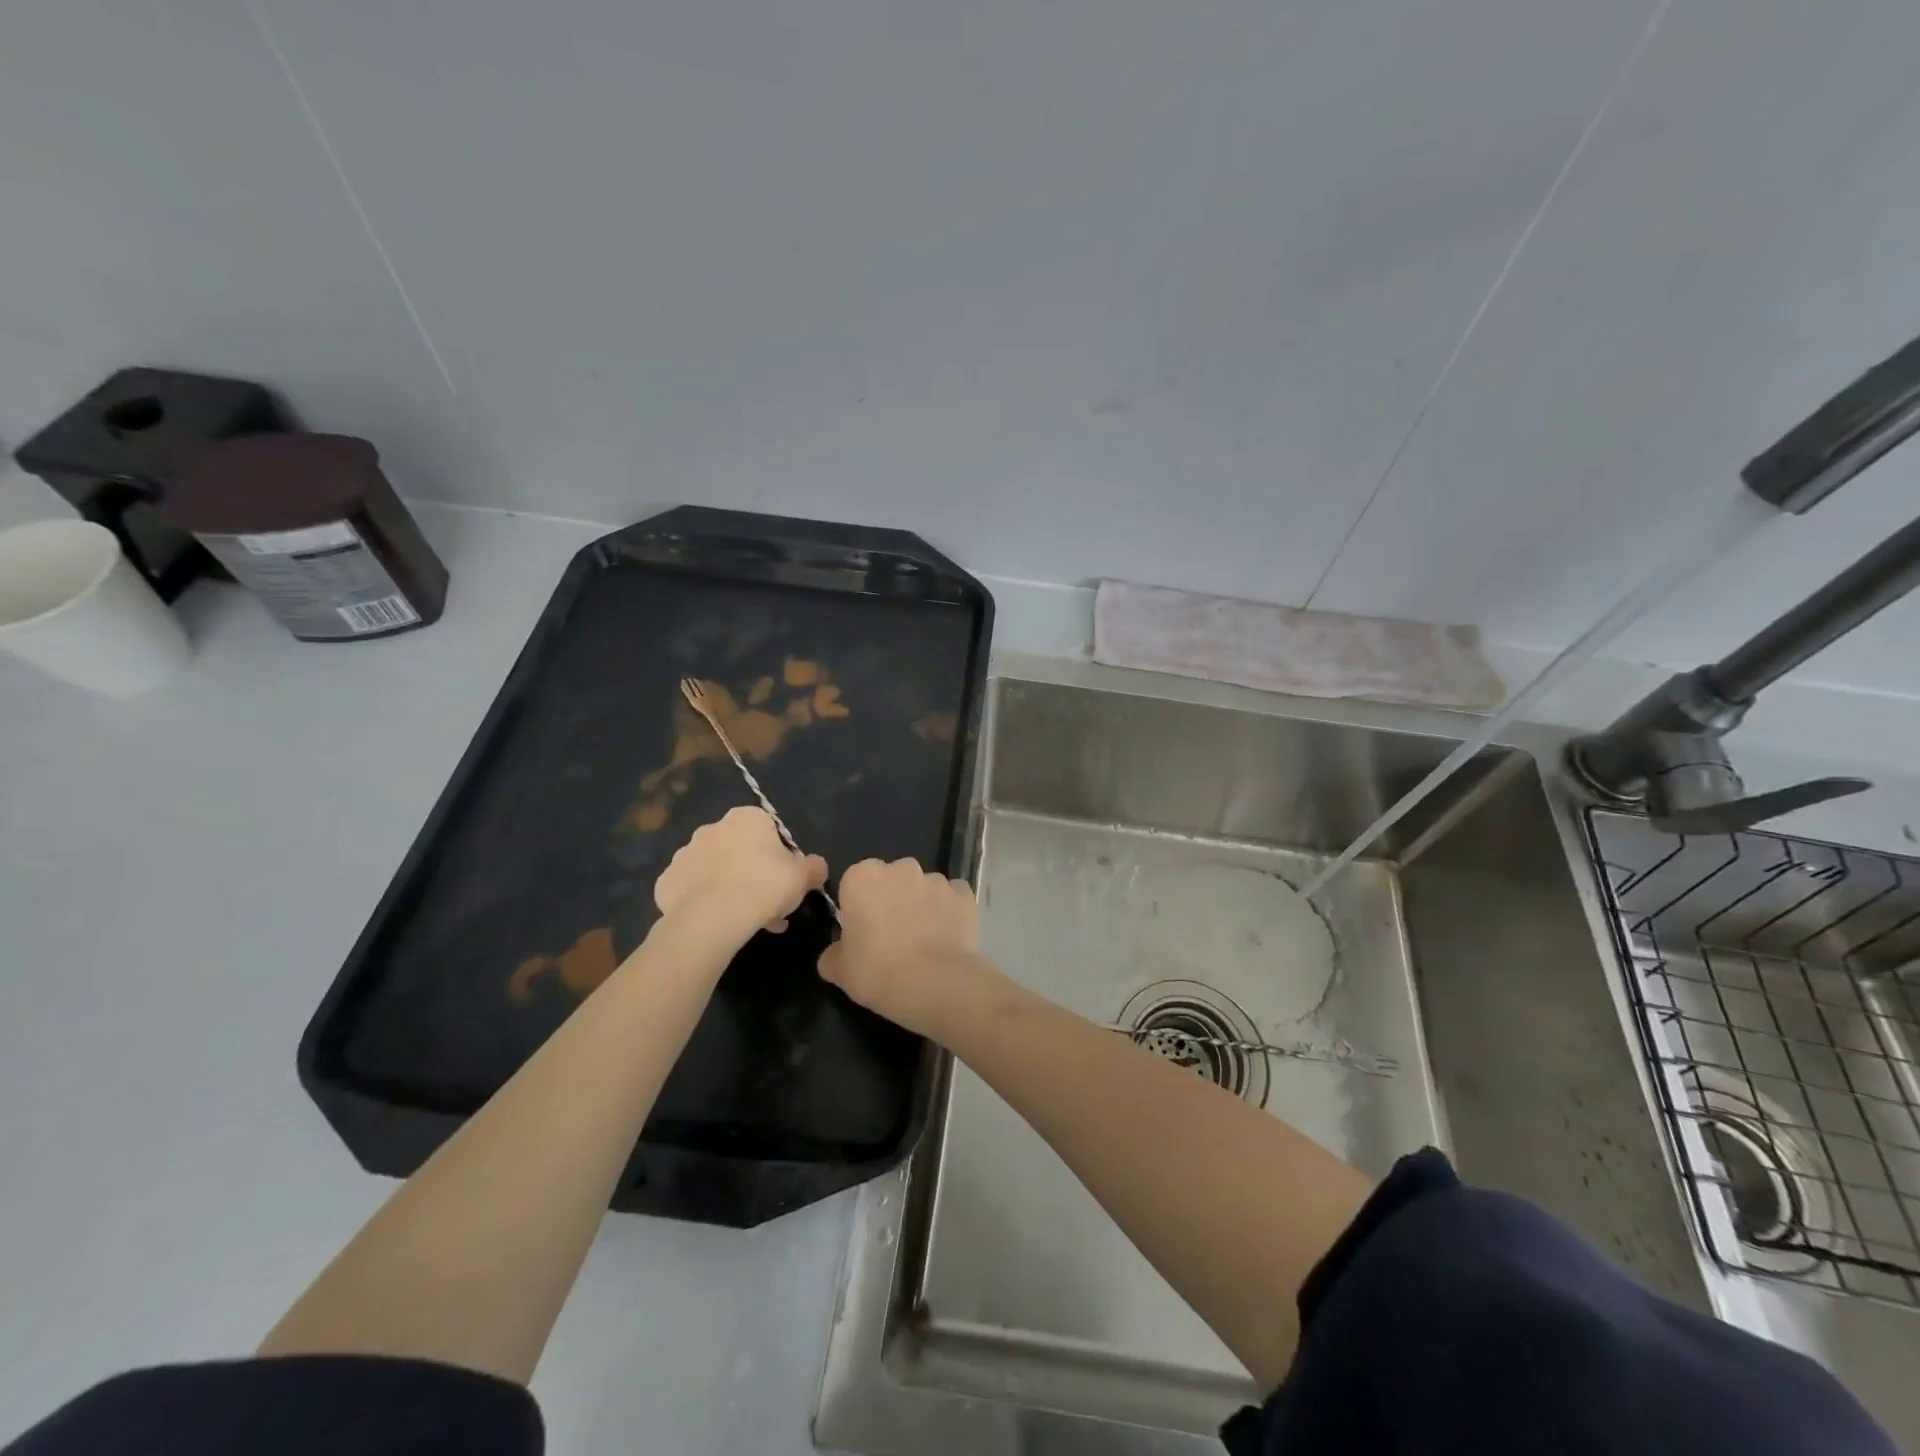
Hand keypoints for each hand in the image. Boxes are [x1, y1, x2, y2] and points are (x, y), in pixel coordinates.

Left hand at [655, 807, 827, 942]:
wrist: (712, 917)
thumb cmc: (764, 886)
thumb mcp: (802, 878)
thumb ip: (813, 867)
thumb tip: (817, 866)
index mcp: (747, 818)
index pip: (767, 831)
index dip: (778, 857)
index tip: (784, 881)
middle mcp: (712, 827)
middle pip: (738, 849)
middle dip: (752, 873)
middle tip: (766, 905)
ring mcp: (684, 853)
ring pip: (714, 870)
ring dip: (727, 887)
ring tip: (742, 920)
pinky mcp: (666, 881)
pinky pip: (690, 890)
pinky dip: (701, 902)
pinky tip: (715, 923)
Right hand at [818, 858, 982, 1036]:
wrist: (934, 984)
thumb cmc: (877, 972)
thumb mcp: (839, 971)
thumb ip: (833, 954)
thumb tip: (835, 954)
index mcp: (862, 877)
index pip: (855, 882)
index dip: (859, 906)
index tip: (862, 932)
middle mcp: (900, 868)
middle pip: (892, 879)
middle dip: (892, 899)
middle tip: (892, 936)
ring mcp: (936, 879)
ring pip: (923, 888)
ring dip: (922, 905)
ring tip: (924, 941)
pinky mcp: (964, 894)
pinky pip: (953, 898)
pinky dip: (950, 912)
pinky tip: (948, 937)